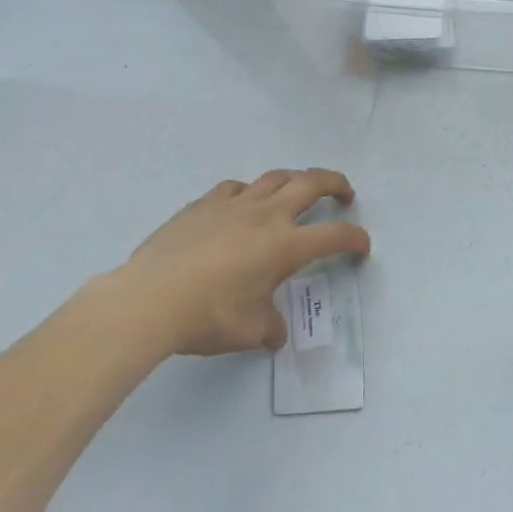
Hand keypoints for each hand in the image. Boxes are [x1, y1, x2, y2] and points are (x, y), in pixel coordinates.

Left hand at [110, 169, 369, 358]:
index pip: (334, 236)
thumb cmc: (207, 317)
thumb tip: (275, 333)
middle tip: (344, 193)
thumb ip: (268, 327)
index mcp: (285, 245)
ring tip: (298, 190)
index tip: (362, 246)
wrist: (149, 299)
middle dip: (335, 183)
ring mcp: (234, 204)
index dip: (355, 238)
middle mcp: (267, 215)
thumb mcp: (247, 331)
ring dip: (295, 179)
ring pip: (275, 177)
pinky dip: (249, 191)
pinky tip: (243, 203)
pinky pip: (235, 187)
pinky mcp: (204, 204)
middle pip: (311, 182)